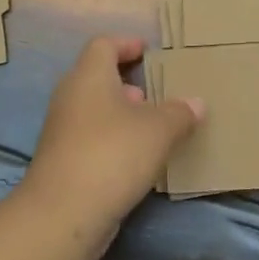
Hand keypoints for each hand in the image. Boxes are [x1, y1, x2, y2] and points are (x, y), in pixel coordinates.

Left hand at [23, 35, 202, 221]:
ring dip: (123, 115)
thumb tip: (196, 103)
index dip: (127, 44)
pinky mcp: (63, 161)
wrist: (63, 215)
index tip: (149, 51)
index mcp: (89, 77)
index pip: (104, 45)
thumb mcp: (159, 130)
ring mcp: (63, 131)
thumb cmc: (113, 154)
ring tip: (155, 127)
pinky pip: (93, 138)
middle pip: (99, 77)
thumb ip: (180, 113)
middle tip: (159, 92)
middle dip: (130, 83)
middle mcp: (71, 97)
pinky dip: (115, 140)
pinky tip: (139, 159)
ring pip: (96, 110)